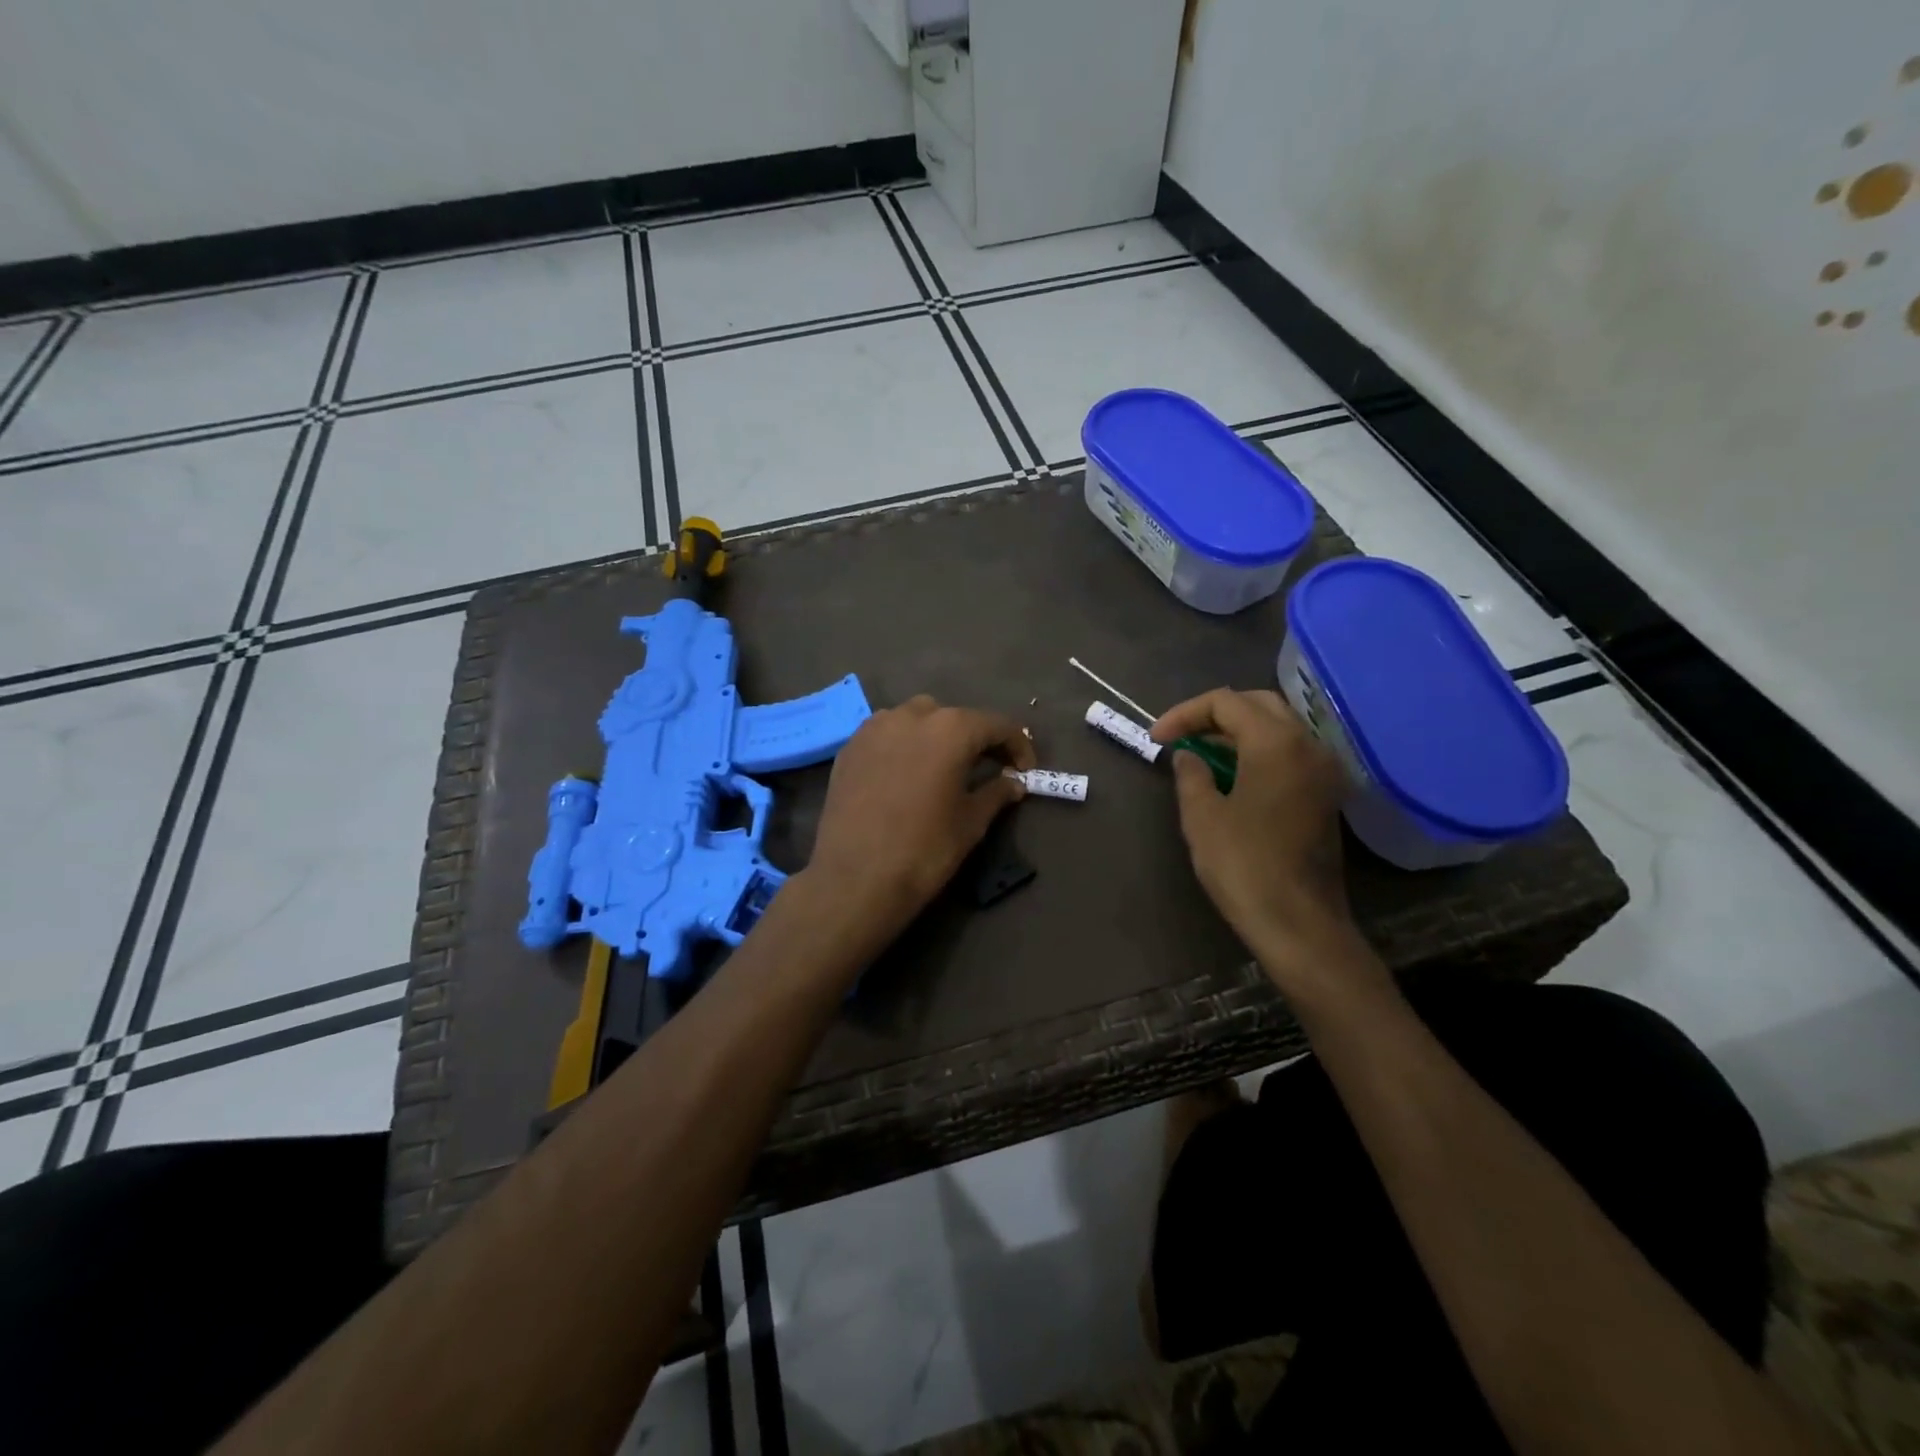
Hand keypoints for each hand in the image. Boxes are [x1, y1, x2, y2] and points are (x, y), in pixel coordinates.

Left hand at [804, 695, 1037, 944]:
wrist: (854, 878)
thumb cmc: (924, 849)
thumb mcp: (970, 823)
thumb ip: (996, 793)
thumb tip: (1014, 782)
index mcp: (951, 729)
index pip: (996, 725)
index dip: (1018, 745)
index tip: (1025, 770)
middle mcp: (912, 715)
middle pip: (954, 718)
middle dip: (975, 739)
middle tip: (988, 768)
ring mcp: (875, 728)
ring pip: (916, 719)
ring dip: (936, 736)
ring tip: (944, 767)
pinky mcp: (850, 747)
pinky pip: (887, 734)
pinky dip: (904, 745)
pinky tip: (907, 774)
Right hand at [1152, 688, 1379, 997]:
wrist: (1299, 922)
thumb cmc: (1244, 866)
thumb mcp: (1202, 817)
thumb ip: (1191, 774)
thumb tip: (1189, 755)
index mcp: (1275, 743)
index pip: (1225, 702)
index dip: (1184, 714)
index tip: (1156, 739)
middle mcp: (1307, 745)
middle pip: (1257, 704)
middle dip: (1214, 714)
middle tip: (1181, 736)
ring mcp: (1323, 769)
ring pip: (1278, 726)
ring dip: (1237, 731)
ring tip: (1201, 752)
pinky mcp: (1325, 793)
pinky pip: (1290, 751)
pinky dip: (1259, 750)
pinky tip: (1233, 773)